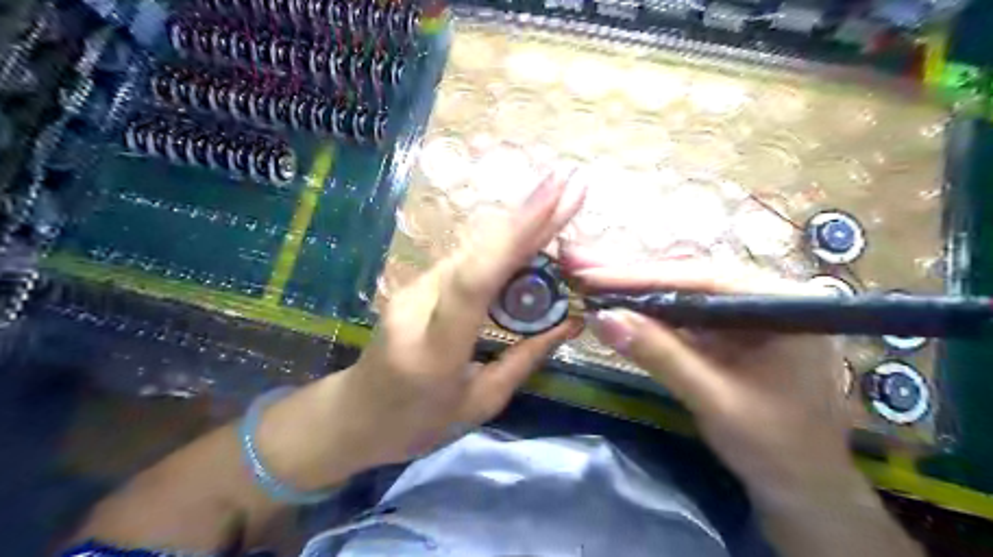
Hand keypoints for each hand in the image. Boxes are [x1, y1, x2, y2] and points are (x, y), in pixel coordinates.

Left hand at [327, 168, 583, 468]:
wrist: (353, 415)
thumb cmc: (416, 424)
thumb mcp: (479, 404)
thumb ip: (524, 359)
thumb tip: (570, 321)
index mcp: (435, 347)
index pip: (476, 280)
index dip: (515, 236)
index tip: (555, 197)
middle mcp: (418, 305)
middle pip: (477, 252)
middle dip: (527, 216)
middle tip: (570, 185)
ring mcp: (412, 288)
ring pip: (474, 250)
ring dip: (518, 228)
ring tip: (561, 206)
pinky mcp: (416, 283)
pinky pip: (467, 260)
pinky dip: (502, 247)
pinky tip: (530, 236)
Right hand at [575, 256, 860, 508]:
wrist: (803, 490)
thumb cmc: (774, 448)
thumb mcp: (714, 400)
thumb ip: (659, 355)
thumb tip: (601, 317)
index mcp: (785, 304)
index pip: (704, 278)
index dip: (643, 275)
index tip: (592, 275)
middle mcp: (766, 297)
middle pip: (689, 277)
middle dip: (631, 274)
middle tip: (579, 262)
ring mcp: (745, 313)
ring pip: (681, 292)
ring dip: (634, 288)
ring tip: (588, 275)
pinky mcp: (729, 331)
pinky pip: (683, 314)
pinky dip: (647, 311)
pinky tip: (617, 301)